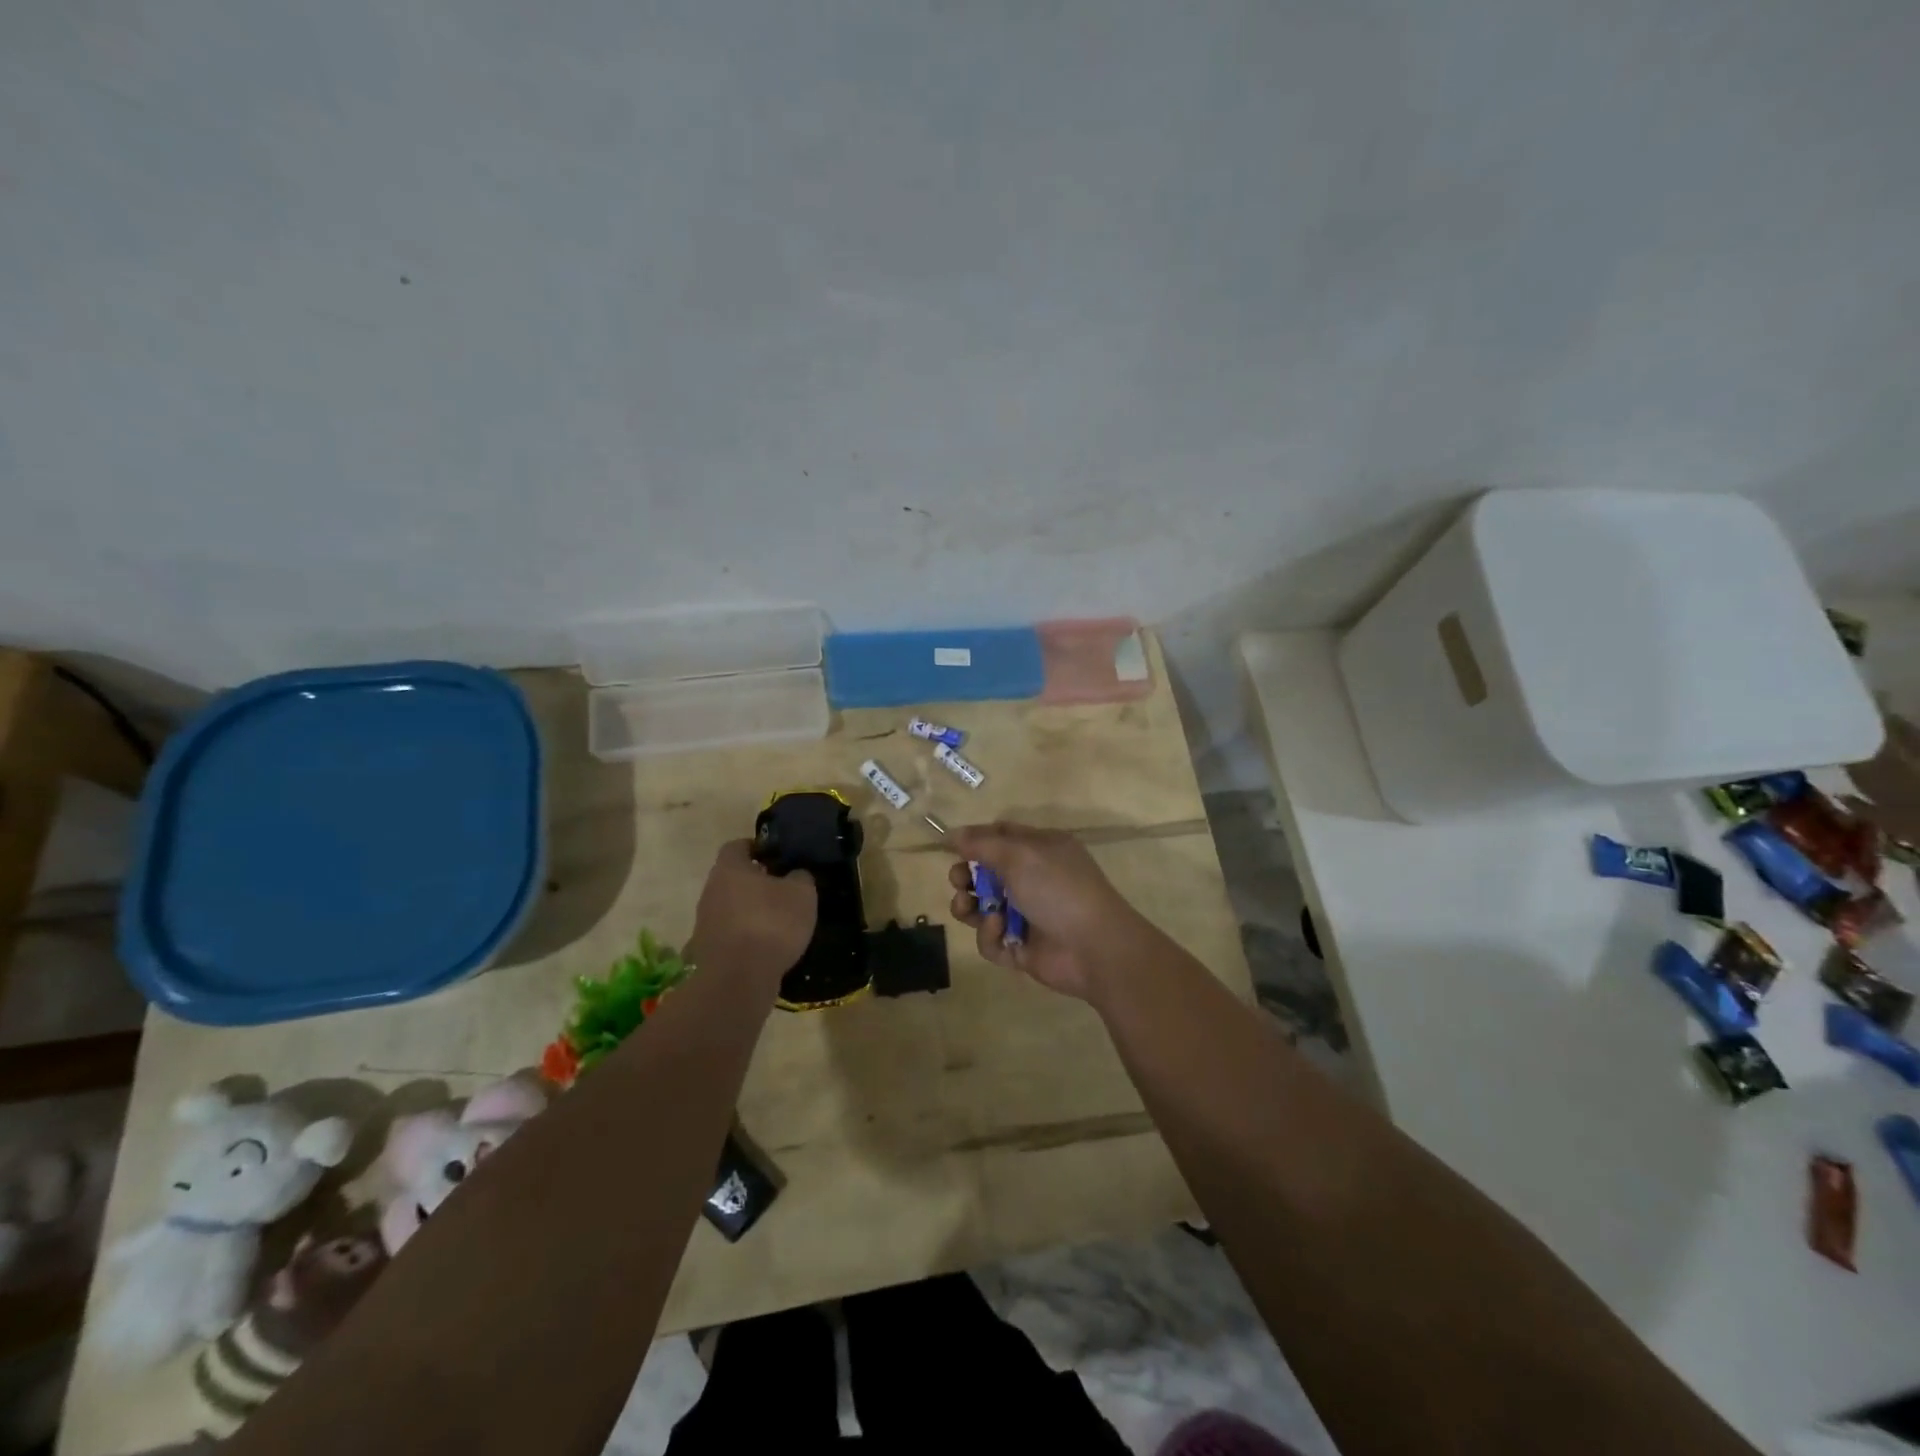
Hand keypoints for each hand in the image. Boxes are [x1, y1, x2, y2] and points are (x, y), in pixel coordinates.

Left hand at [687, 840, 816, 985]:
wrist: (738, 979)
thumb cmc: (771, 924)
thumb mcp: (801, 894)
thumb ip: (800, 877)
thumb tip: (795, 875)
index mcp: (730, 868)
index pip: (737, 846)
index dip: (756, 847)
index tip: (776, 856)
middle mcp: (710, 890)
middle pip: (732, 878)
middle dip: (755, 882)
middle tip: (782, 889)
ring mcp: (705, 922)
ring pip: (729, 906)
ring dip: (749, 910)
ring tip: (777, 921)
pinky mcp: (707, 950)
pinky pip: (729, 934)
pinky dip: (745, 936)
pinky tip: (766, 947)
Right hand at [946, 822, 1154, 1000]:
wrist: (1093, 947)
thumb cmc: (1058, 889)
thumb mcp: (1019, 855)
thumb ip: (981, 843)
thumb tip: (951, 833)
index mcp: (1040, 849)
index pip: (1001, 836)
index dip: (974, 840)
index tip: (948, 846)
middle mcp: (1033, 879)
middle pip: (986, 873)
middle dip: (966, 876)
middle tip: (959, 881)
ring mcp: (1027, 915)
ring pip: (982, 908)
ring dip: (969, 906)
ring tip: (966, 906)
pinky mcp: (1021, 947)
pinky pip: (991, 939)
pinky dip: (990, 934)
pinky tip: (1000, 930)